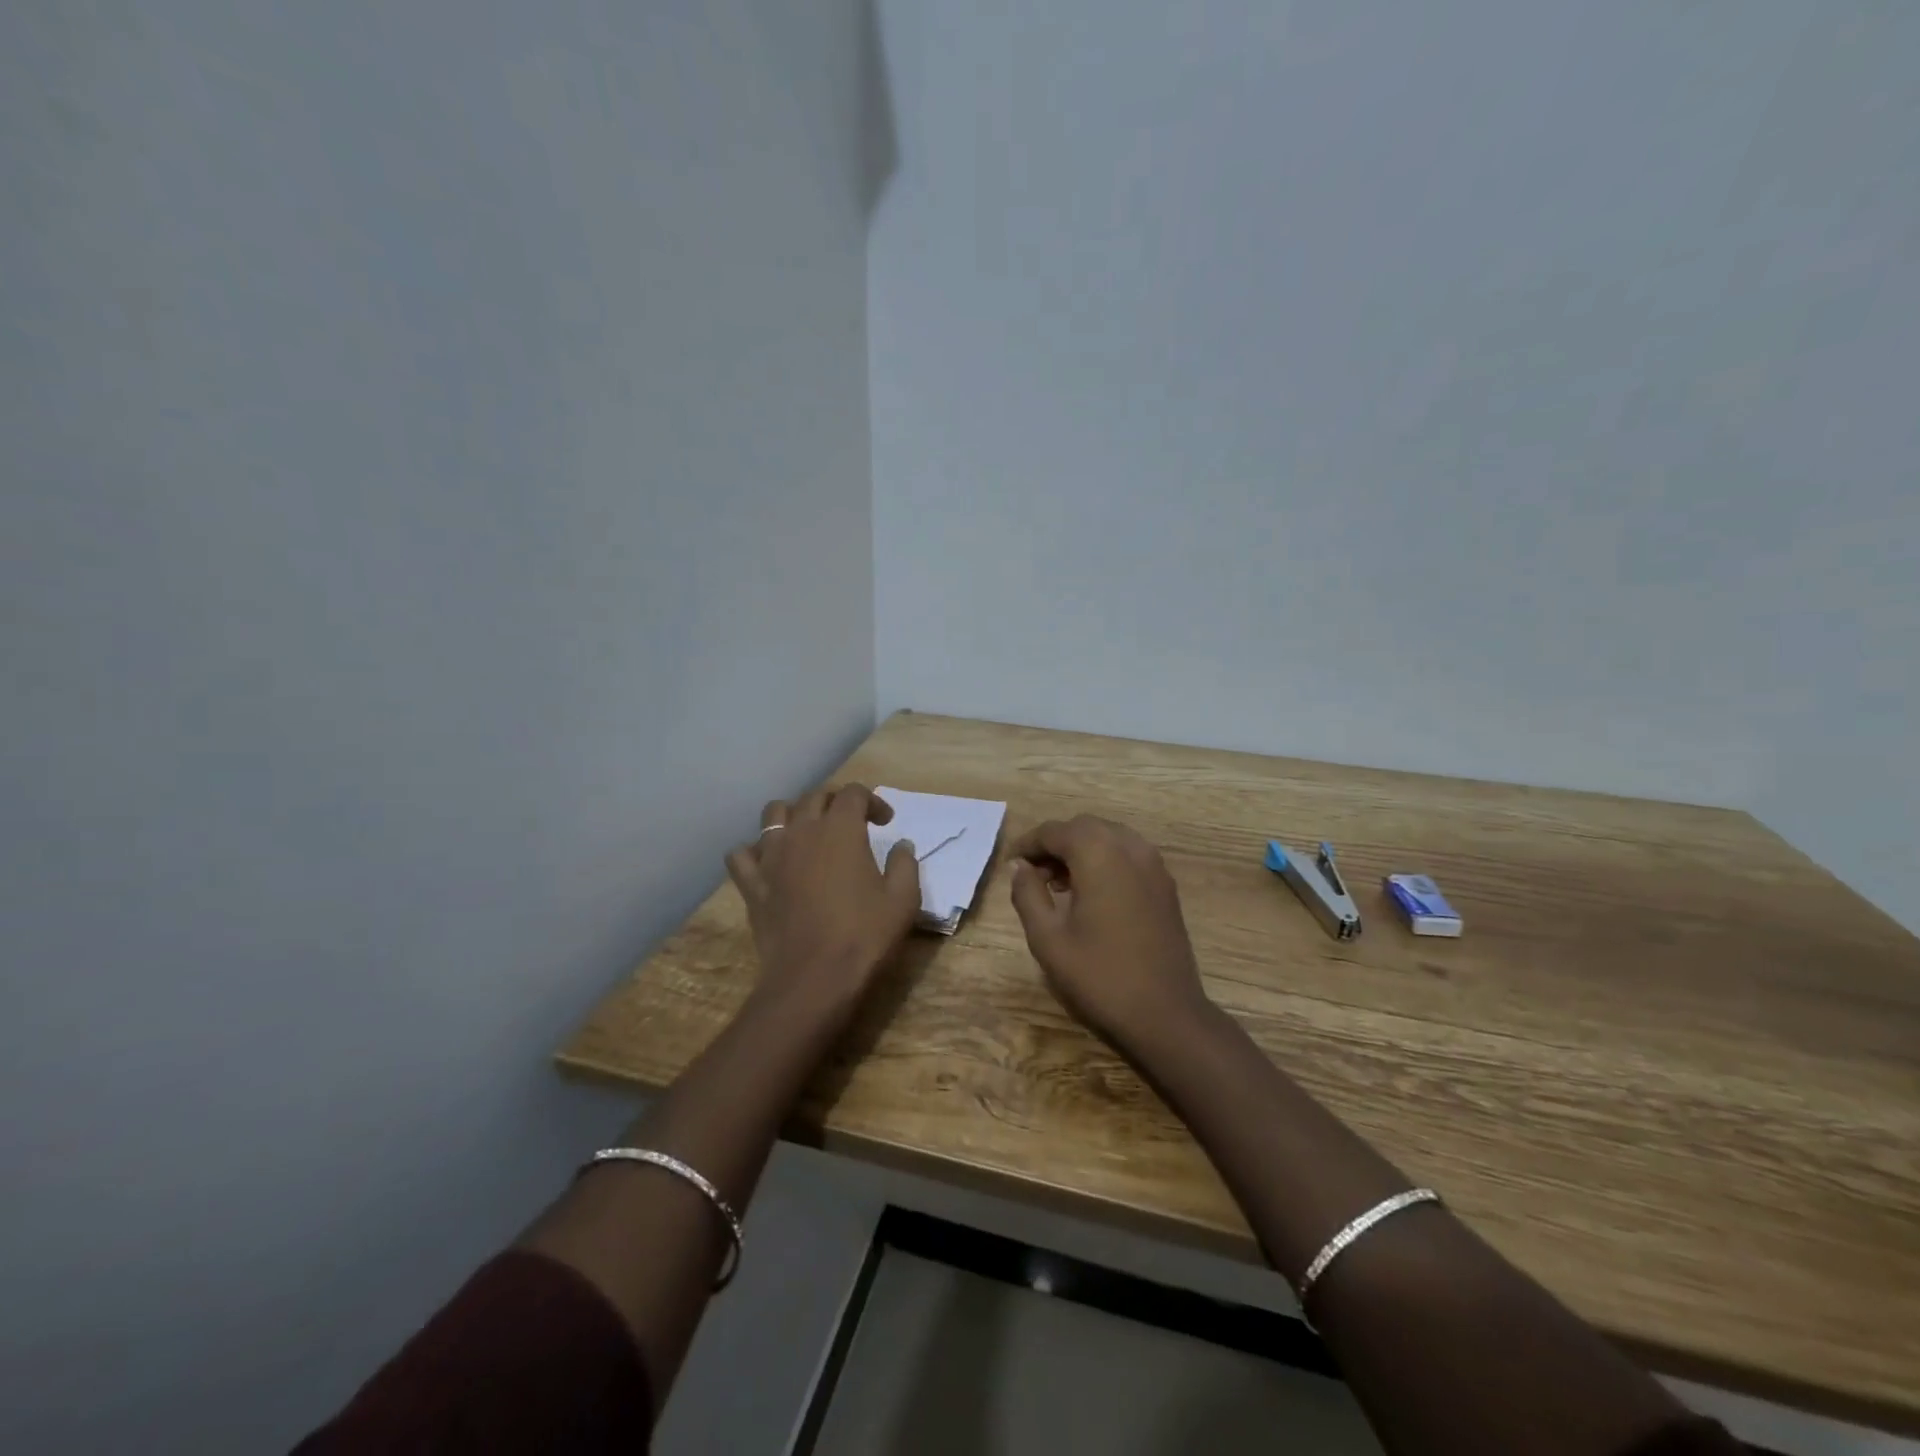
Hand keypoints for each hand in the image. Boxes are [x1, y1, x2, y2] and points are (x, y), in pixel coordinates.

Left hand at [725, 785, 920, 1016]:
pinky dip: (754, 852)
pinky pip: (742, 854)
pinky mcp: (752, 884)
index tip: (886, 823)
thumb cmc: (864, 935)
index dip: (873, 801)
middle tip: (852, 823)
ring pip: (774, 813)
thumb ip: (904, 864)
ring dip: (793, 814)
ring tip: (807, 833)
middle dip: (836, 802)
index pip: (853, 793)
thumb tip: (901, 845)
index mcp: (841, 829)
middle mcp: (803, 831)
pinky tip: (769, 863)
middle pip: (815, 797)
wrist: (814, 978)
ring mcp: (771, 856)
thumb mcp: (904, 899)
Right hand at [1008, 815, 1213, 1055]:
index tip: (1010, 864)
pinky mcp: (1166, 885)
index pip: (1054, 831)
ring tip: (1059, 886)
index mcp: (1098, 854)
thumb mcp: (1048, 939)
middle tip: (1032, 875)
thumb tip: (1019, 867)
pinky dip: (1105, 861)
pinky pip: (1128, 855)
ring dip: (1081, 851)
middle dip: (1055, 844)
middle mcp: (1129, 847)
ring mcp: (1153, 864)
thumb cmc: (1100, 976)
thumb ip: (1028, 894)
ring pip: (1108, 838)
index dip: (1027, 844)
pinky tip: (1092, 895)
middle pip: (1083, 827)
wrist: (1165, 1014)